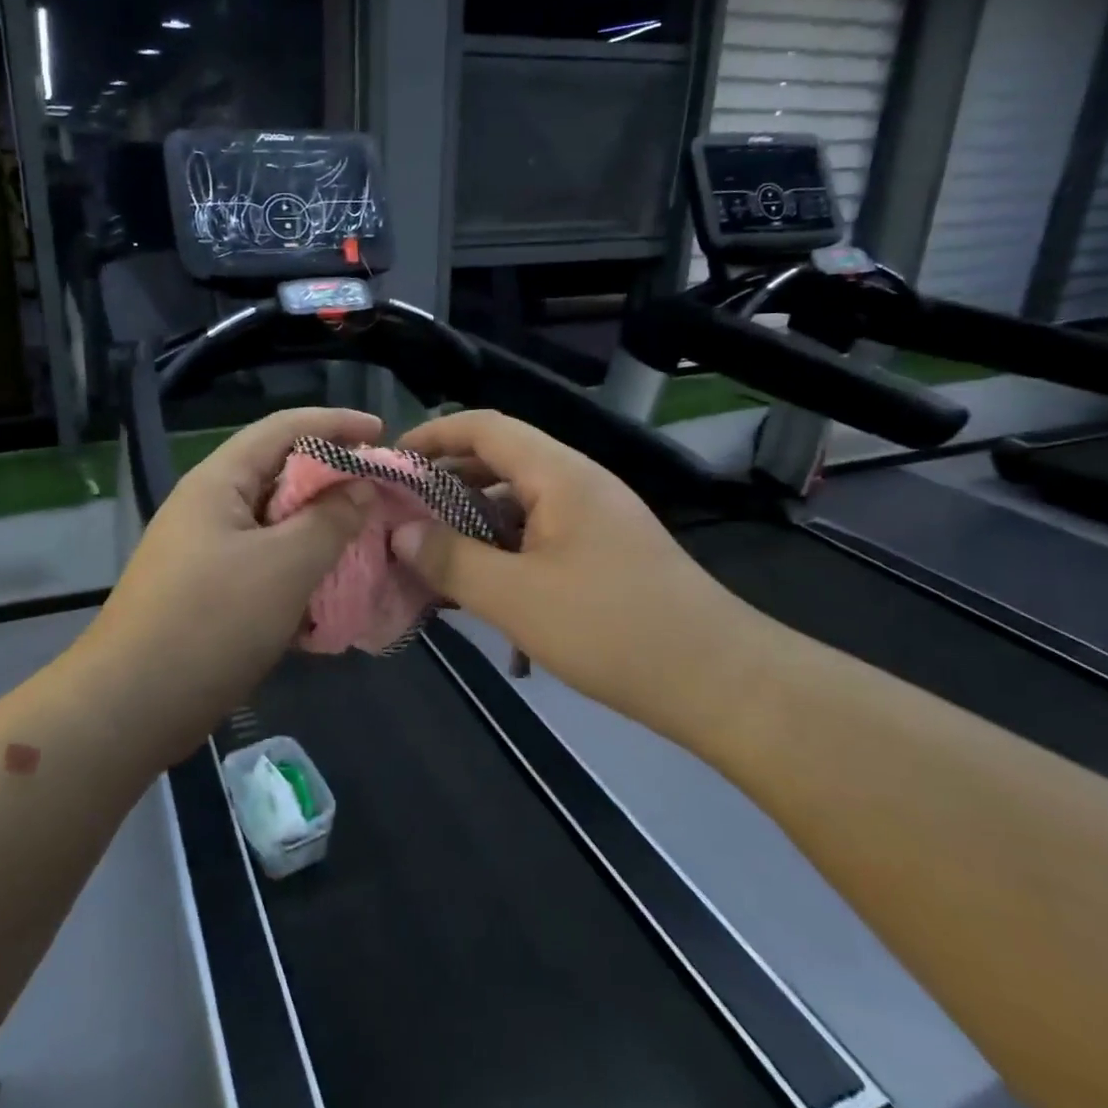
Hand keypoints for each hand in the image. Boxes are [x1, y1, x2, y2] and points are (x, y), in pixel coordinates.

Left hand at [79, 406, 382, 747]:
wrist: (132, 706)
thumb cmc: (211, 622)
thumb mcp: (285, 565)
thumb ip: (331, 520)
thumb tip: (360, 486)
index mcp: (220, 482)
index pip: (284, 428)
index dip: (336, 422)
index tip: (384, 432)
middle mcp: (211, 506)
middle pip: (281, 473)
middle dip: (334, 479)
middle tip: (381, 494)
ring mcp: (208, 551)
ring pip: (277, 523)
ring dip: (321, 529)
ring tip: (367, 540)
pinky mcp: (211, 592)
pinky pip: (266, 563)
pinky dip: (301, 568)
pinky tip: (332, 590)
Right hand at [392, 410, 737, 714]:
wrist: (718, 681)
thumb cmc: (612, 629)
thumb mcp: (517, 597)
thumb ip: (452, 560)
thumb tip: (401, 533)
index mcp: (559, 474)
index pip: (484, 427)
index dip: (432, 436)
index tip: (389, 462)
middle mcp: (578, 483)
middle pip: (499, 460)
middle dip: (445, 481)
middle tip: (401, 513)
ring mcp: (595, 518)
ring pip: (518, 502)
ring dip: (472, 522)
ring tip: (432, 555)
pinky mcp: (603, 552)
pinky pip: (539, 534)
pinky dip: (503, 550)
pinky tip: (483, 591)